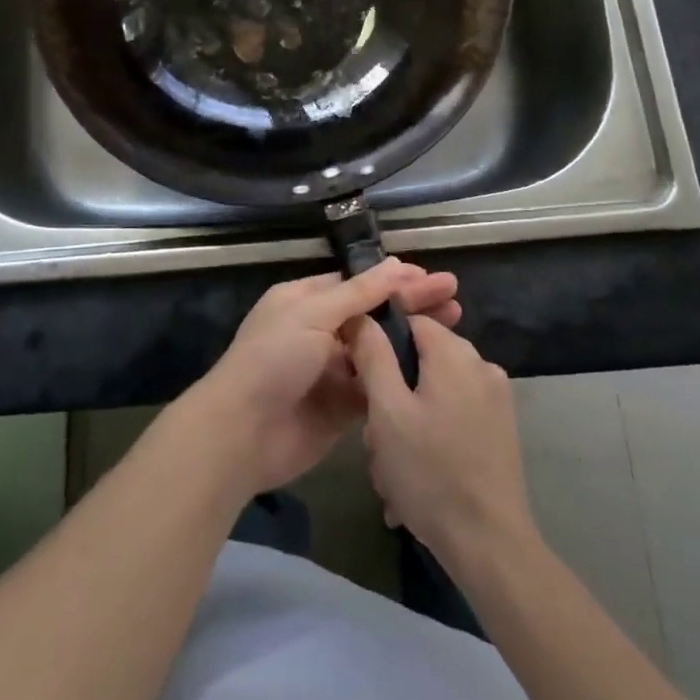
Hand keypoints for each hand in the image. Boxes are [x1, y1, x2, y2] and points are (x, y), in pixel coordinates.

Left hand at [189, 259, 459, 498]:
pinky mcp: (342, 407)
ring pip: (380, 349)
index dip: (394, 280)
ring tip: (455, 327)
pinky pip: (377, 387)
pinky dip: (401, 377)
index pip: (358, 283)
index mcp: (306, 300)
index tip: (431, 277)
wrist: (243, 433)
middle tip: (455, 297)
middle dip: (411, 304)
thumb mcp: (313, 314)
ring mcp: (332, 370)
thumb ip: (357, 294)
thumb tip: (394, 265)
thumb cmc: (274, 359)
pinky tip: (434, 370)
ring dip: (412, 339)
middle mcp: (320, 330)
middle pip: (374, 314)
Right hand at [352, 313, 536, 570]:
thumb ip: (372, 355)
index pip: (408, 321)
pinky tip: (415, 481)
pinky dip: (431, 439)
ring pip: (433, 394)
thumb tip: (362, 315)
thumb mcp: (387, 411)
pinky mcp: (500, 431)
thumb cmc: (431, 472)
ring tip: (392, 473)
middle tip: (375, 439)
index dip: (378, 345)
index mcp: (455, 352)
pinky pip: (452, 418)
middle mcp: (481, 365)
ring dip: (407, 425)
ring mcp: (495, 400)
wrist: (491, 547)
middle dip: (392, 397)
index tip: (360, 381)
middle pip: (420, 361)